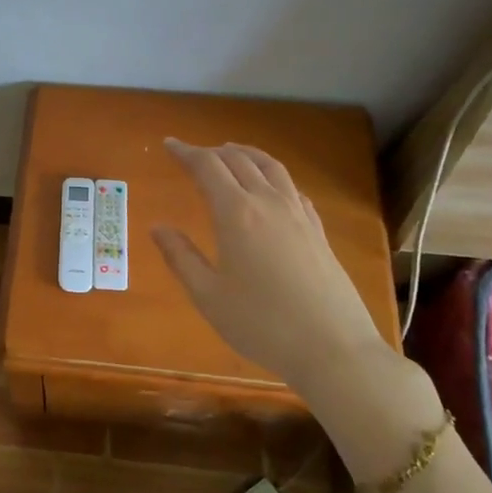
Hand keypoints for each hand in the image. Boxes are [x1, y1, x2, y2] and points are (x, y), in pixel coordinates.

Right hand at [151, 139, 411, 407]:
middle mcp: (268, 202)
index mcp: (236, 213)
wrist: (333, 348)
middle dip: (212, 152)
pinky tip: (272, 188)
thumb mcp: (208, 296)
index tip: (169, 144)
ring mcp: (298, 214)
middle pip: (239, 160)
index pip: (207, 167)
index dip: (186, 152)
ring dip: (246, 154)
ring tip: (231, 154)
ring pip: (270, 167)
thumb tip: (158, 227)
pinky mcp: (318, 230)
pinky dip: (273, 176)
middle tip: (192, 154)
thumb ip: (181, 257)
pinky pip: (292, 188)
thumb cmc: (261, 324)